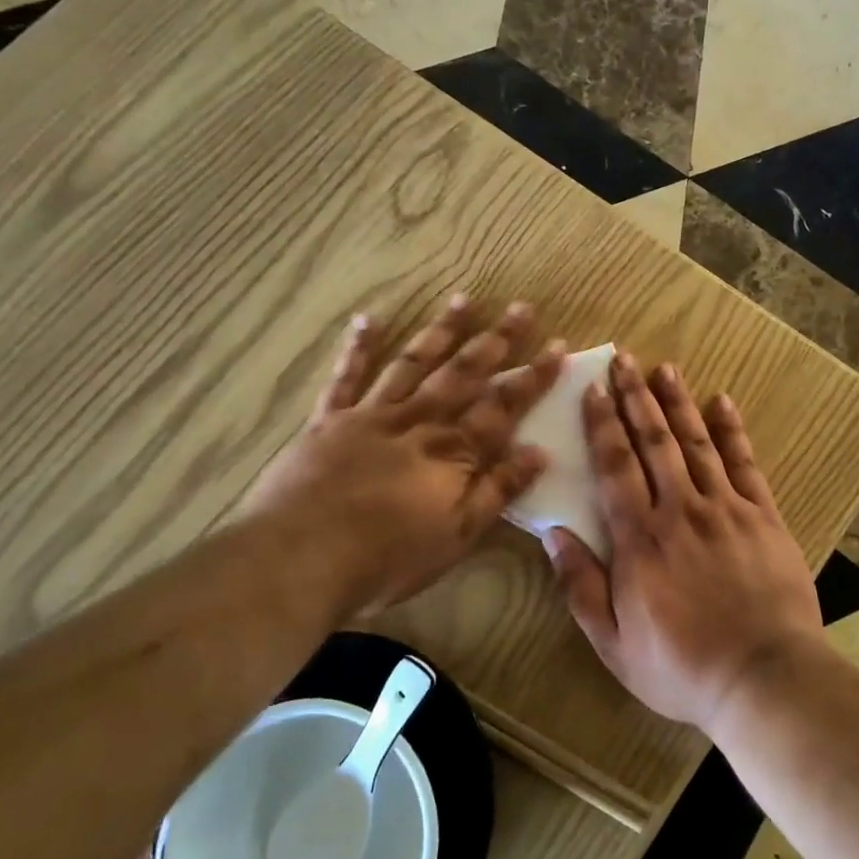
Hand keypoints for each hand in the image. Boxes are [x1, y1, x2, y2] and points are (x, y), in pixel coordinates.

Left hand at [237, 296, 562, 619]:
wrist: (300, 559)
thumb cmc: (388, 556)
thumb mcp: (458, 534)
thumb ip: (498, 490)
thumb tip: (539, 452)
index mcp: (453, 451)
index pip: (504, 406)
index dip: (533, 377)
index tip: (558, 346)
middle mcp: (419, 421)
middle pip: (464, 373)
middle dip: (496, 340)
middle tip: (520, 307)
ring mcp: (372, 415)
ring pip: (414, 364)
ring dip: (441, 331)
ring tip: (463, 299)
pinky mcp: (330, 421)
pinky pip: (346, 378)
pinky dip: (358, 348)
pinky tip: (368, 320)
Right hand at [546, 351, 822, 733]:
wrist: (763, 678)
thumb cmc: (681, 667)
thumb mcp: (613, 643)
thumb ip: (580, 586)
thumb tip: (552, 533)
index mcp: (639, 539)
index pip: (615, 467)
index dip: (602, 424)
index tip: (593, 389)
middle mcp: (680, 510)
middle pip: (653, 442)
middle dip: (635, 398)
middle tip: (624, 360)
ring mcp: (725, 509)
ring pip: (696, 443)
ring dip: (677, 403)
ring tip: (664, 369)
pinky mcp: (762, 516)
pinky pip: (744, 463)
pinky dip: (731, 430)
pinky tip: (721, 401)